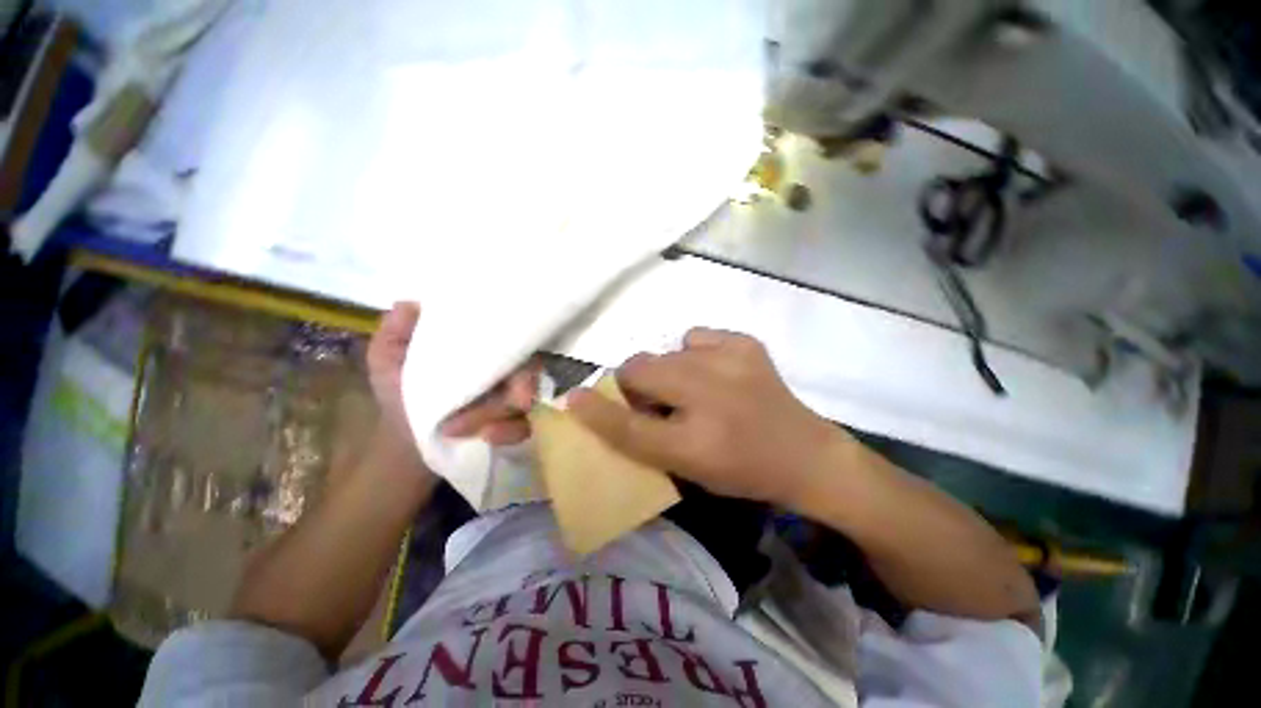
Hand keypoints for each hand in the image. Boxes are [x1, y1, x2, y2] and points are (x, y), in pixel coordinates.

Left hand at [366, 302, 538, 446]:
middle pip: (527, 369)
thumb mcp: (387, 360)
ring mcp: (511, 399)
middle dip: (514, 385)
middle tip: (498, 397)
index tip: (501, 354)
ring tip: (457, 428)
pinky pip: (523, 426)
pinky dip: (508, 432)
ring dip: (493, 414)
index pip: (511, 337)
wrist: (405, 440)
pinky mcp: (512, 425)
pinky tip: (486, 438)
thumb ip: (394, 333)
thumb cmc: (400, 393)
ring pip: (524, 400)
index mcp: (481, 351)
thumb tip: (410, 303)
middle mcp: (503, 371)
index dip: (514, 341)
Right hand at [568, 328, 850, 508]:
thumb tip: (605, 407)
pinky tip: (713, 372)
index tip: (573, 398)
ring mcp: (731, 362)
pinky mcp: (746, 344)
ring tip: (690, 389)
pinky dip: (694, 353)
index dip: (596, 411)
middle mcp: (710, 398)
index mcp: (695, 444)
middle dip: (634, 384)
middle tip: (652, 399)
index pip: (629, 426)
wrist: (805, 454)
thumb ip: (643, 441)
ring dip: (665, 371)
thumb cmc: (741, 471)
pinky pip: (694, 337)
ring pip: (664, 352)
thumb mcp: (686, 469)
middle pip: (640, 369)